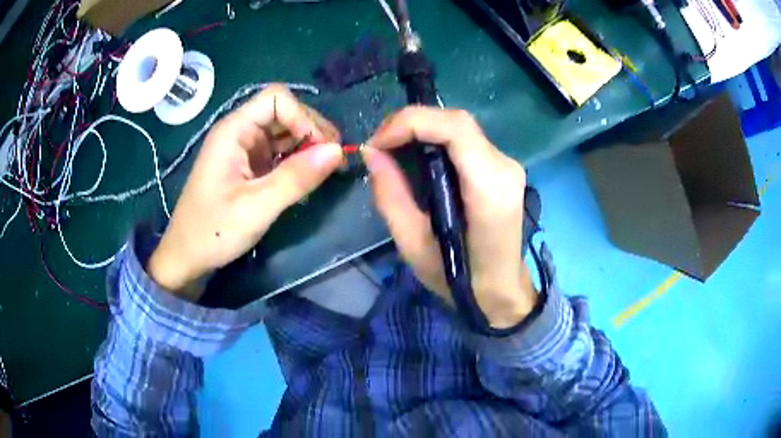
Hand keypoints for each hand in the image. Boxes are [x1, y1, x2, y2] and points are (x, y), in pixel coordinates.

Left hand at [148, 85, 343, 300]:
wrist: (188, 256)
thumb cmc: (214, 232)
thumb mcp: (256, 208)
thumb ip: (296, 178)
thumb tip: (338, 151)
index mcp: (233, 131)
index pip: (276, 99)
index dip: (303, 117)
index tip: (321, 149)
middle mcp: (240, 132)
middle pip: (284, 112)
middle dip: (312, 130)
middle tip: (334, 161)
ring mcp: (245, 148)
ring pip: (285, 131)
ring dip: (309, 145)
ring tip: (328, 169)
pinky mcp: (250, 165)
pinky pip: (280, 151)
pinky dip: (299, 160)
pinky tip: (309, 177)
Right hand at [364, 107, 536, 328]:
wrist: (502, 290)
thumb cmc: (459, 279)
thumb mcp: (413, 246)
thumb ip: (391, 196)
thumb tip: (372, 153)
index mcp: (489, 189)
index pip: (455, 128)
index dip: (411, 122)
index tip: (377, 143)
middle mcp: (505, 168)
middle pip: (457, 121)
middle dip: (411, 123)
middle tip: (379, 145)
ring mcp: (508, 165)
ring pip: (460, 127)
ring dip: (422, 129)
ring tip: (392, 149)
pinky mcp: (503, 168)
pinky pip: (466, 141)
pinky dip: (435, 139)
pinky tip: (417, 157)